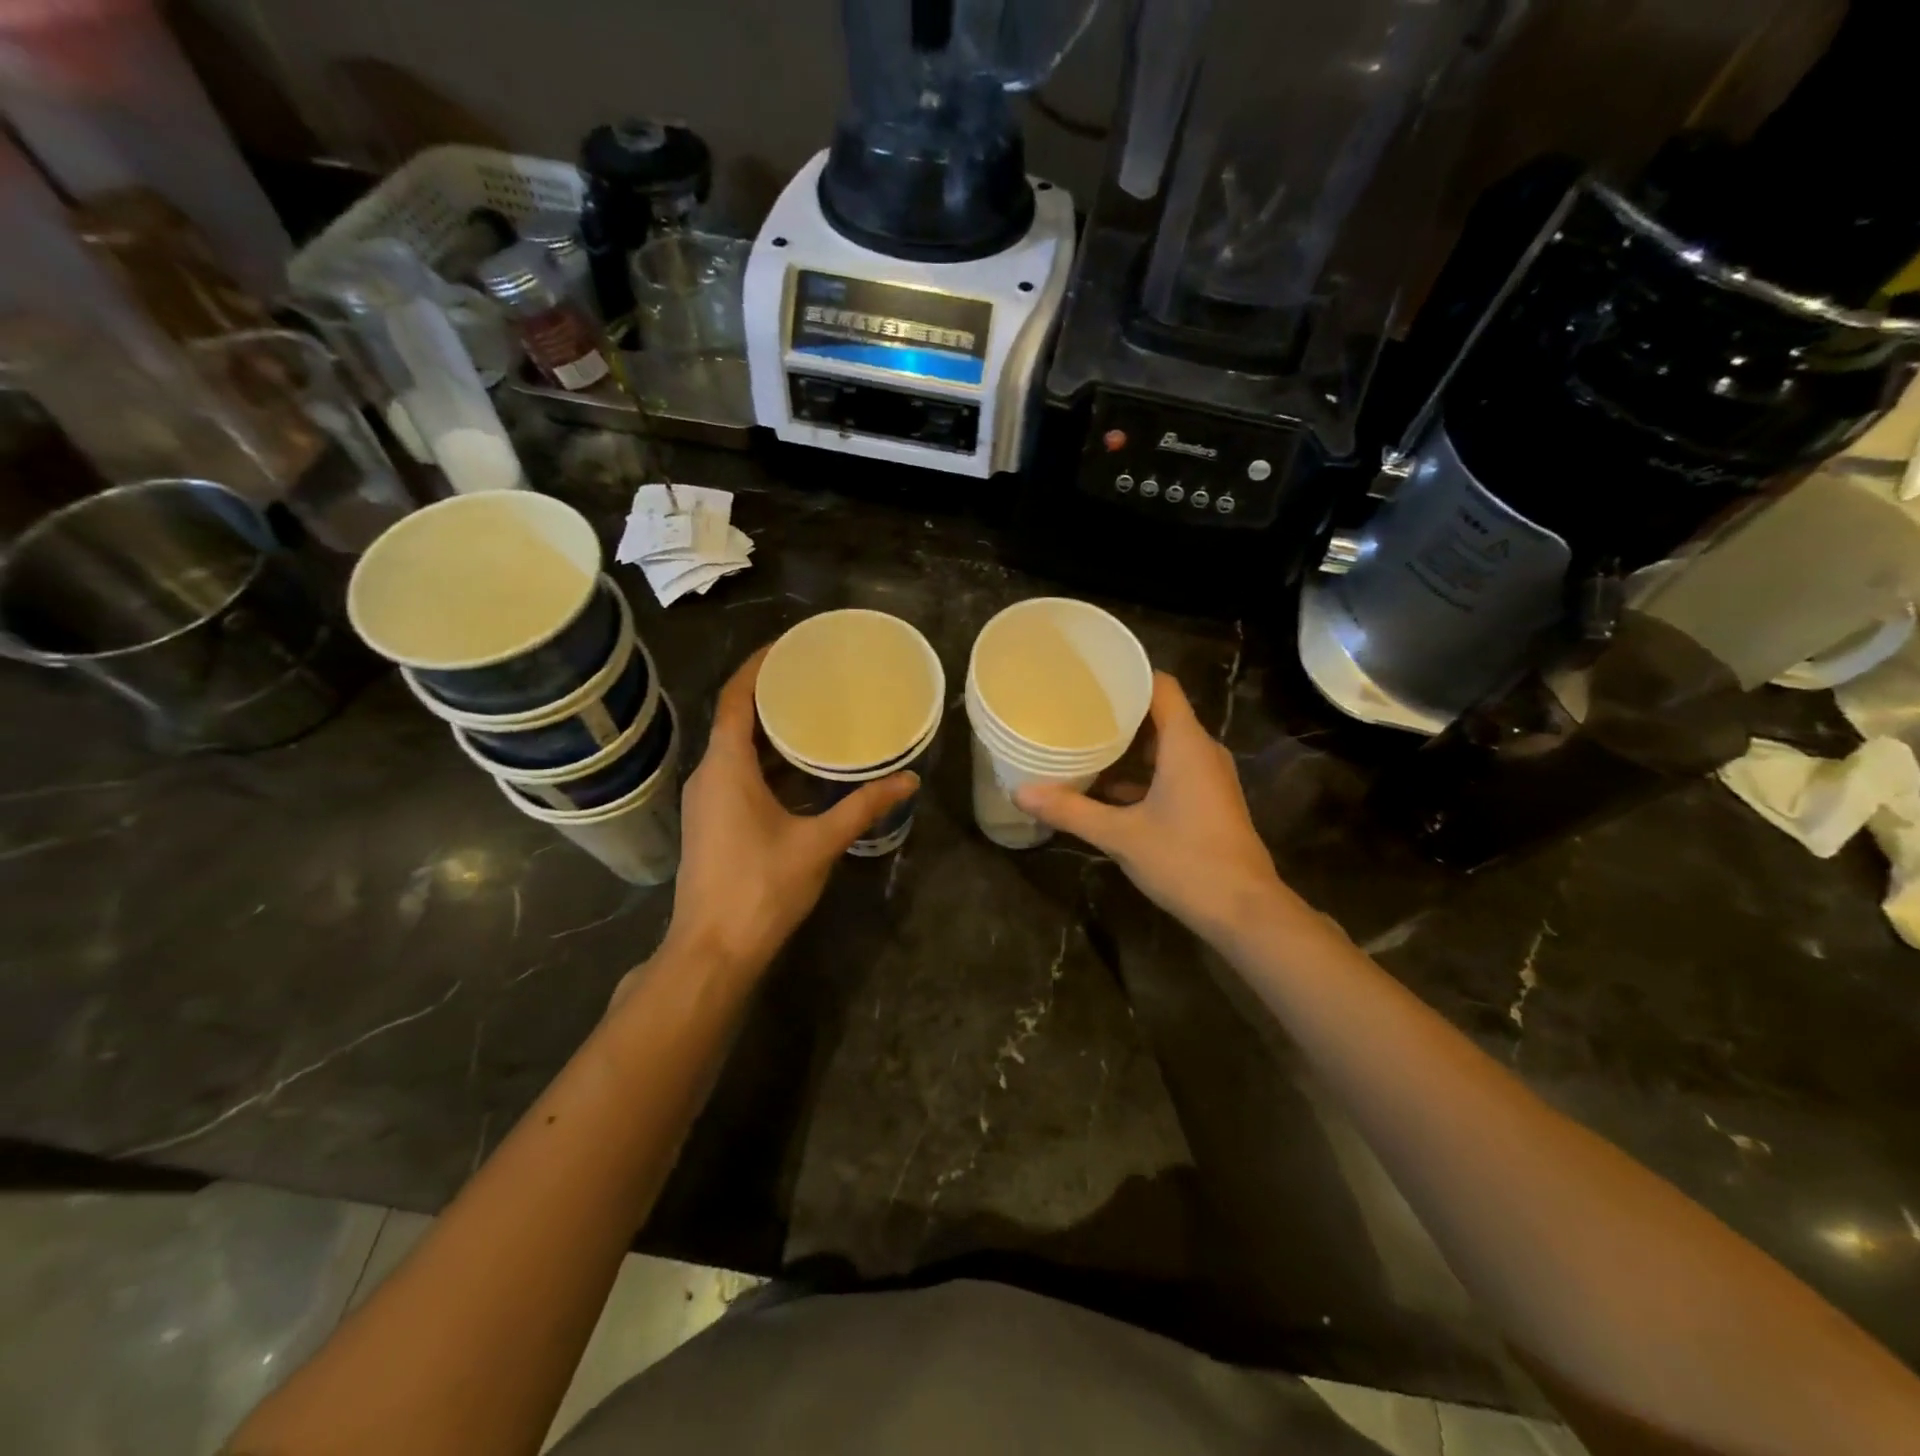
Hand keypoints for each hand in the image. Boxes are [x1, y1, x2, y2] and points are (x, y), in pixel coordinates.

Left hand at [662, 645, 917, 978]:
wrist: (713, 950)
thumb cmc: (762, 888)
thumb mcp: (819, 842)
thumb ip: (863, 807)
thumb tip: (908, 779)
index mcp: (726, 767)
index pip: (735, 698)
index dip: (758, 666)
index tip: (789, 645)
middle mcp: (708, 775)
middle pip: (734, 719)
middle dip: (770, 696)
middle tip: (814, 678)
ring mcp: (705, 801)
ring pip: (735, 750)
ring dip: (768, 732)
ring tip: (812, 715)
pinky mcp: (711, 822)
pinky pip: (736, 773)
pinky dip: (765, 761)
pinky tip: (800, 769)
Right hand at [1014, 673, 1282, 940]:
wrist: (1244, 911)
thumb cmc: (1185, 861)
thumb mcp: (1120, 836)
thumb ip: (1071, 811)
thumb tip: (1021, 793)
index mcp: (1186, 744)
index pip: (1160, 686)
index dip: (1127, 674)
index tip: (1089, 674)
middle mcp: (1201, 751)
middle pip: (1159, 714)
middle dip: (1117, 711)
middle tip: (1073, 708)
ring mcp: (1207, 778)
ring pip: (1164, 746)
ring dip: (1127, 746)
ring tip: (1083, 742)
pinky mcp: (1207, 801)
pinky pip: (1170, 771)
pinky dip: (1140, 773)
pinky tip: (1105, 788)